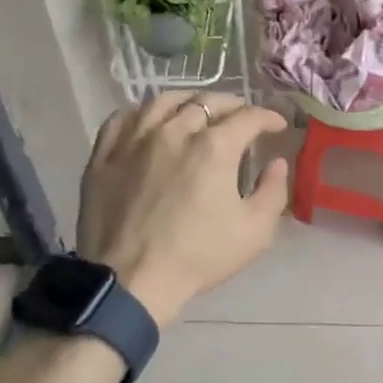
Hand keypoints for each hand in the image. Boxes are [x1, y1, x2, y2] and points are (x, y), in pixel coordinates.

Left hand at [77, 91, 289, 326]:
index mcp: (214, 147)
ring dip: (189, 100)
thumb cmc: (197, 257)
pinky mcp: (105, 154)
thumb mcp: (255, 232)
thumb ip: (273, 191)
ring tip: (198, 110)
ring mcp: (135, 139)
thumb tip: (277, 163)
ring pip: (164, 100)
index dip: (268, 117)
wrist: (130, 282)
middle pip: (208, 101)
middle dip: (233, 105)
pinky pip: (124, 117)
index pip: (249, 117)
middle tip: (242, 117)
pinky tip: (150, 121)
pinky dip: (144, 112)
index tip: (277, 126)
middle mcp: (175, 130)